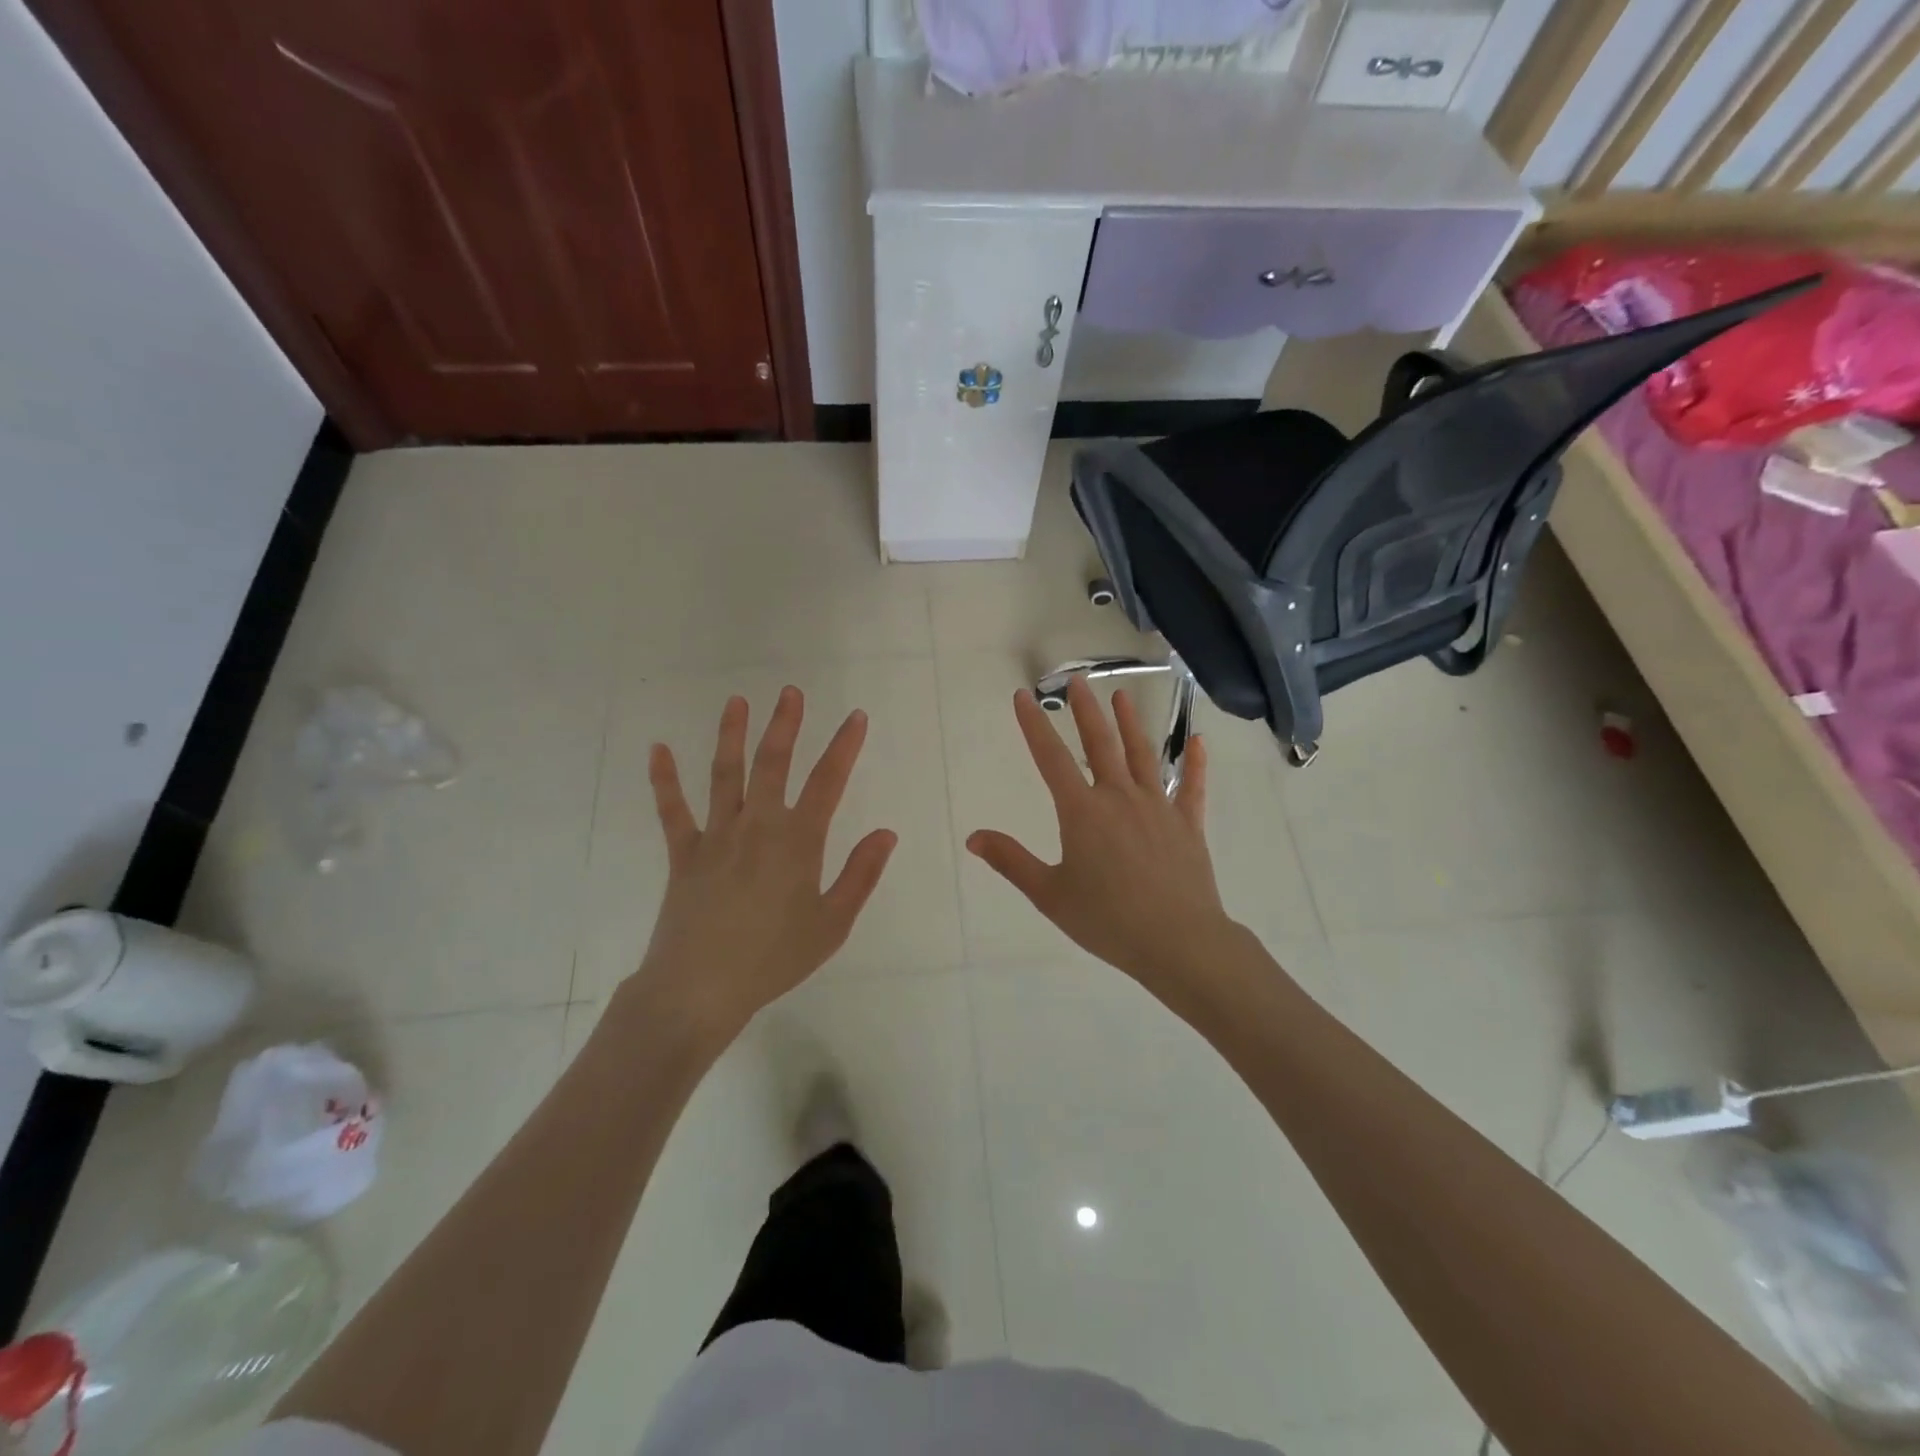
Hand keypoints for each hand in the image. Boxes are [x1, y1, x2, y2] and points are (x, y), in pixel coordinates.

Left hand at [630, 687, 896, 1045]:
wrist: (699, 989)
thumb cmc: (774, 959)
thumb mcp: (832, 924)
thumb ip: (861, 875)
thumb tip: (885, 833)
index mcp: (797, 842)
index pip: (827, 782)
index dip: (844, 746)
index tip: (855, 717)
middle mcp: (757, 826)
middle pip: (772, 764)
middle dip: (785, 725)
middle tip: (790, 692)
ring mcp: (716, 836)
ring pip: (725, 774)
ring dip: (732, 734)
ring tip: (737, 701)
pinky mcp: (684, 853)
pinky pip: (672, 810)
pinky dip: (664, 779)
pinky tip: (658, 749)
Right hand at [966, 676, 1239, 998]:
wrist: (1178, 941)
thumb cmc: (1108, 920)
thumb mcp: (1049, 893)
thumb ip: (1012, 861)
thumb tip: (973, 837)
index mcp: (1082, 812)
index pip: (1051, 758)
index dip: (1034, 725)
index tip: (1023, 697)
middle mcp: (1120, 797)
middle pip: (1100, 744)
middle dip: (1085, 711)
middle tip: (1077, 682)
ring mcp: (1158, 807)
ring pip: (1142, 755)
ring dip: (1130, 724)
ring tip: (1122, 697)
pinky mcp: (1187, 824)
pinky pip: (1192, 787)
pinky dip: (1195, 763)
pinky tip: (1198, 741)